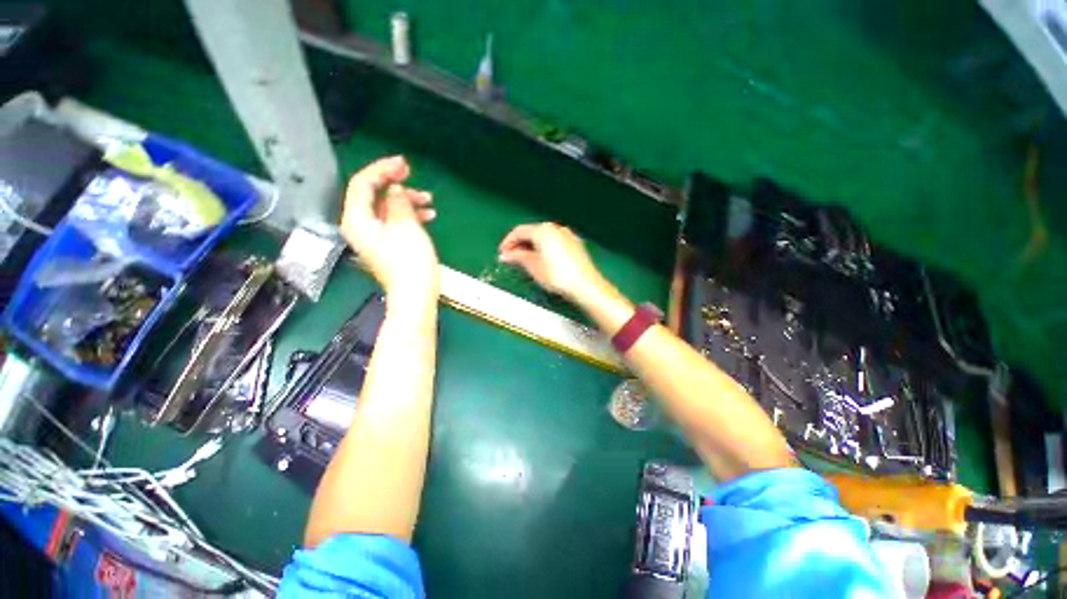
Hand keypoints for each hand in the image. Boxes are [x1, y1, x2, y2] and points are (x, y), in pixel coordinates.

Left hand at [340, 156, 438, 302]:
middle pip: (373, 195)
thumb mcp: (406, 225)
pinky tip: (427, 216)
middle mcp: (360, 226)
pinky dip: (408, 215)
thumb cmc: (410, 261)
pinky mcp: (386, 245)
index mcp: (357, 219)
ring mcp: (373, 237)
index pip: (362, 184)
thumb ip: (398, 201)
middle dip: (394, 184)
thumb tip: (395, 190)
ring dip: (406, 201)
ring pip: (386, 208)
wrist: (415, 294)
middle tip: (413, 176)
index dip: (382, 169)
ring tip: (428, 201)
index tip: (403, 164)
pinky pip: (393, 222)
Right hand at [498, 222, 605, 302]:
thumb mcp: (534, 267)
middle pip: (532, 232)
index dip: (508, 242)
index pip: (519, 231)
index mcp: (543, 231)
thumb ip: (519, 258)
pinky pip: (554, 241)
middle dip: (520, 244)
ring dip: (531, 247)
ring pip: (543, 237)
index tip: (502, 253)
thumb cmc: (559, 276)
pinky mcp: (575, 244)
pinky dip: (544, 248)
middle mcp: (556, 229)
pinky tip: (542, 260)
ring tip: (525, 261)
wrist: (585, 285)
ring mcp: (567, 235)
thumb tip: (507, 255)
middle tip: (512, 258)